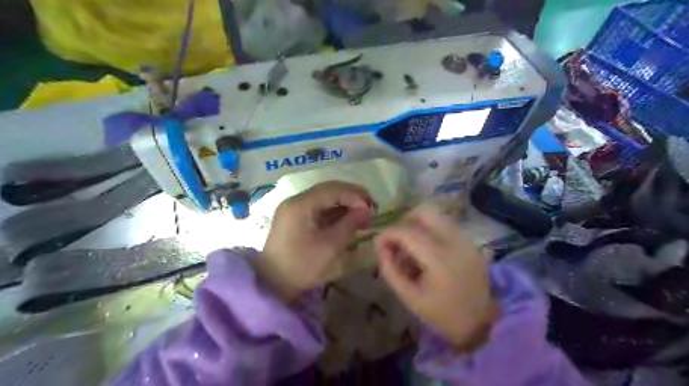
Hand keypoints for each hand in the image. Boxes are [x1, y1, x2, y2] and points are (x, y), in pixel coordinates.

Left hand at [253, 182, 373, 303]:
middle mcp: (295, 200)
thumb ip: (350, 224)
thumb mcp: (330, 246)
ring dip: (343, 201)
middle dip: (351, 195)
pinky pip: (317, 206)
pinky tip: (346, 216)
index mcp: (301, 204)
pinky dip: (333, 210)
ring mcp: (293, 207)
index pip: (333, 190)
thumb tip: (367, 210)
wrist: (272, 283)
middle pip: (328, 189)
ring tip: (361, 211)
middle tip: (370, 205)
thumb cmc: (301, 266)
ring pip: (323, 196)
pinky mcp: (294, 216)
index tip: (372, 208)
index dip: (355, 196)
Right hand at [375, 204, 498, 348]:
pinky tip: (427, 251)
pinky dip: (431, 230)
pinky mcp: (471, 242)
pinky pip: (446, 225)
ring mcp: (466, 239)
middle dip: (405, 221)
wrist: (481, 323)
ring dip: (418, 225)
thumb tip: (379, 245)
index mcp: (439, 259)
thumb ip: (389, 269)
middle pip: (425, 212)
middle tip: (397, 240)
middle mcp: (455, 241)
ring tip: (412, 247)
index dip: (388, 233)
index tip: (378, 243)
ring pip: (437, 215)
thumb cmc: (441, 313)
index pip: (408, 232)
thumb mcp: (408, 296)